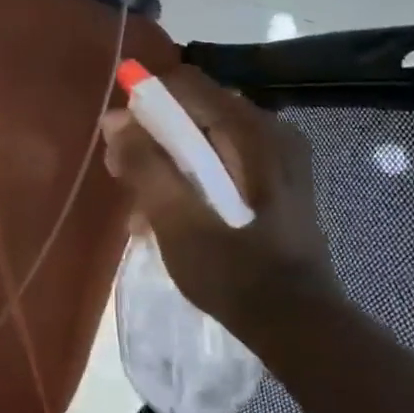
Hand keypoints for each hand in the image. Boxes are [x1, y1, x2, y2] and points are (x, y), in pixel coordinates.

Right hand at [99, 63, 339, 340]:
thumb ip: (143, 163)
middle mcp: (269, 132)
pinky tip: (170, 215)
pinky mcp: (277, 183)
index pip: (184, 84)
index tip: (118, 137)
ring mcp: (277, 158)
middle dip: (151, 137)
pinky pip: (220, 160)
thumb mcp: (175, 217)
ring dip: (166, 162)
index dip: (143, 101)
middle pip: (193, 110)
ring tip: (141, 207)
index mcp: (251, 131)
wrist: (299, 328)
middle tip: (123, 175)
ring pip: (203, 137)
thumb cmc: (233, 270)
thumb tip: (114, 120)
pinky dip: (190, 177)